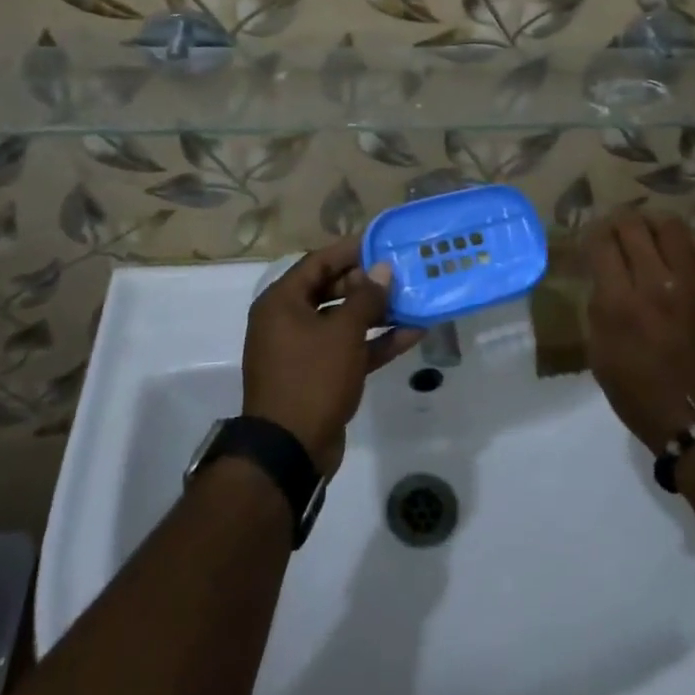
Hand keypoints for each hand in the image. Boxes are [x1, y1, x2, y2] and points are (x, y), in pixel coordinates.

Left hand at [241, 236, 422, 476]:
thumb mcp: (343, 332)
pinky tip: (412, 333)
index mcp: (282, 302)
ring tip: (413, 300)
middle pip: (331, 289)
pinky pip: (349, 349)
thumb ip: (366, 297)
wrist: (290, 451)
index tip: (382, 242)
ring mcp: (303, 351)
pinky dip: (376, 342)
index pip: (318, 262)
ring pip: (344, 321)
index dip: (350, 251)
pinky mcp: (320, 376)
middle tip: (401, 273)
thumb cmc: (312, 378)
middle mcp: (287, 321)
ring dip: (377, 313)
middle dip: (367, 283)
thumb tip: (383, 269)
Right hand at [583, 212, 694, 450]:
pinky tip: (691, 258)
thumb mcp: (600, 356)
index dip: (592, 233)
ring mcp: (694, 284)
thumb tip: (603, 278)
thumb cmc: (641, 396)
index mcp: (619, 304)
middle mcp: (654, 284)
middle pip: (633, 225)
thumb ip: (599, 309)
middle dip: (619, 223)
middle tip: (619, 233)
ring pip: (672, 225)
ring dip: (656, 226)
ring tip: (654, 237)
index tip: (593, 240)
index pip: (601, 242)